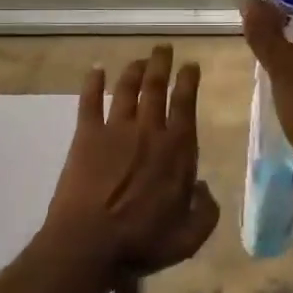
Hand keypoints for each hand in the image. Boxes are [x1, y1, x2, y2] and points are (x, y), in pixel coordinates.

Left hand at [45, 45, 218, 277]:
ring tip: (140, 59)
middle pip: (156, 87)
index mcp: (177, 150)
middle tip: (164, 48)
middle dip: (162, 64)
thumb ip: (206, 211)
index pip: (185, 104)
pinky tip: (95, 69)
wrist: (89, 243)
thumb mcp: (189, 237)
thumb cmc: (142, 242)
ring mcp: (115, 130)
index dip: (188, 81)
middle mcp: (149, 131)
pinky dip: (92, 83)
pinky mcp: (86, 136)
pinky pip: (89, 102)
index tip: (190, 65)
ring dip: (134, 70)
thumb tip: (205, 188)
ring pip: (126, 89)